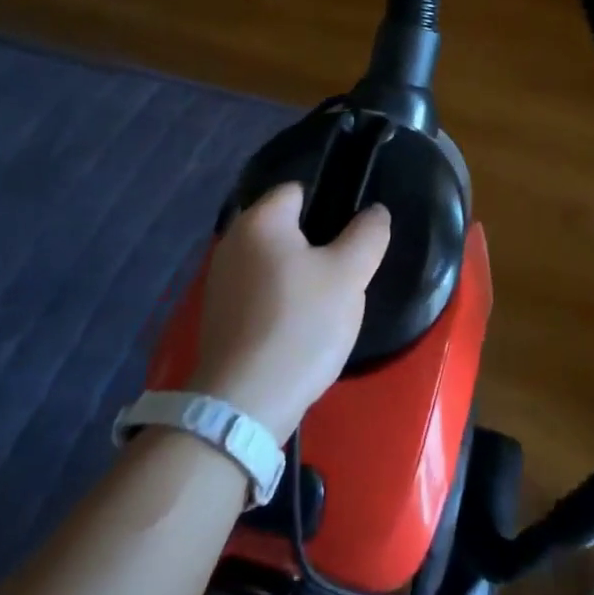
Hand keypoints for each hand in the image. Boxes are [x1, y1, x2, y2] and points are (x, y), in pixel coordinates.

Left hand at [190, 183, 390, 439]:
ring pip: (272, 262)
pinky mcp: (219, 316)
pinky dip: (280, 300)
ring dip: (298, 274)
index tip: (352, 233)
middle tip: (346, 269)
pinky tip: (300, 326)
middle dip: (316, 243)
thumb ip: (367, 235)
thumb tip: (375, 212)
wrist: (244, 405)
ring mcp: (220, 281)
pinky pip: (259, 292)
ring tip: (327, 301)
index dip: (329, 204)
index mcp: (260, 220)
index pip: (298, 189)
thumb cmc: (300, 325)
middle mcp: (232, 241)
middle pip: (284, 227)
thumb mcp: (348, 276)